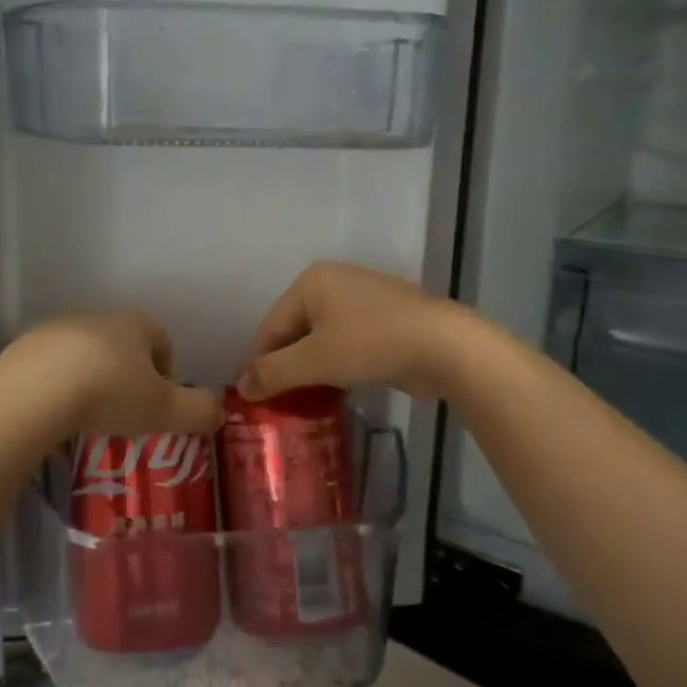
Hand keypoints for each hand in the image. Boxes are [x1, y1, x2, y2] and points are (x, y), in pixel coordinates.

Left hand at [3, 310, 222, 437]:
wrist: (34, 392)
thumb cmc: (110, 393)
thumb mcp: (164, 409)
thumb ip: (197, 410)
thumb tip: (219, 412)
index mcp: (135, 324)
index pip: (162, 340)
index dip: (166, 372)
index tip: (159, 404)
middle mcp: (97, 317)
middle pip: (122, 344)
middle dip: (127, 374)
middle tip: (125, 412)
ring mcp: (57, 329)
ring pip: (85, 353)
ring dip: (91, 378)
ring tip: (88, 416)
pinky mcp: (24, 347)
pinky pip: (50, 367)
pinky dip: (57, 386)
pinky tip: (55, 413)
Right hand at [238, 261, 469, 401]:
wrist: (445, 347)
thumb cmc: (371, 344)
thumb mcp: (314, 361)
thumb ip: (273, 373)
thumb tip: (241, 387)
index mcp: (311, 281)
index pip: (271, 326)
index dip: (260, 364)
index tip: (255, 399)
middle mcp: (334, 282)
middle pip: (295, 331)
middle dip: (287, 367)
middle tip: (279, 404)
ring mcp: (363, 299)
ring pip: (322, 339)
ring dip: (312, 370)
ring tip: (304, 404)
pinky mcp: (385, 320)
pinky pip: (346, 344)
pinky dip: (337, 366)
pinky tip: (336, 392)